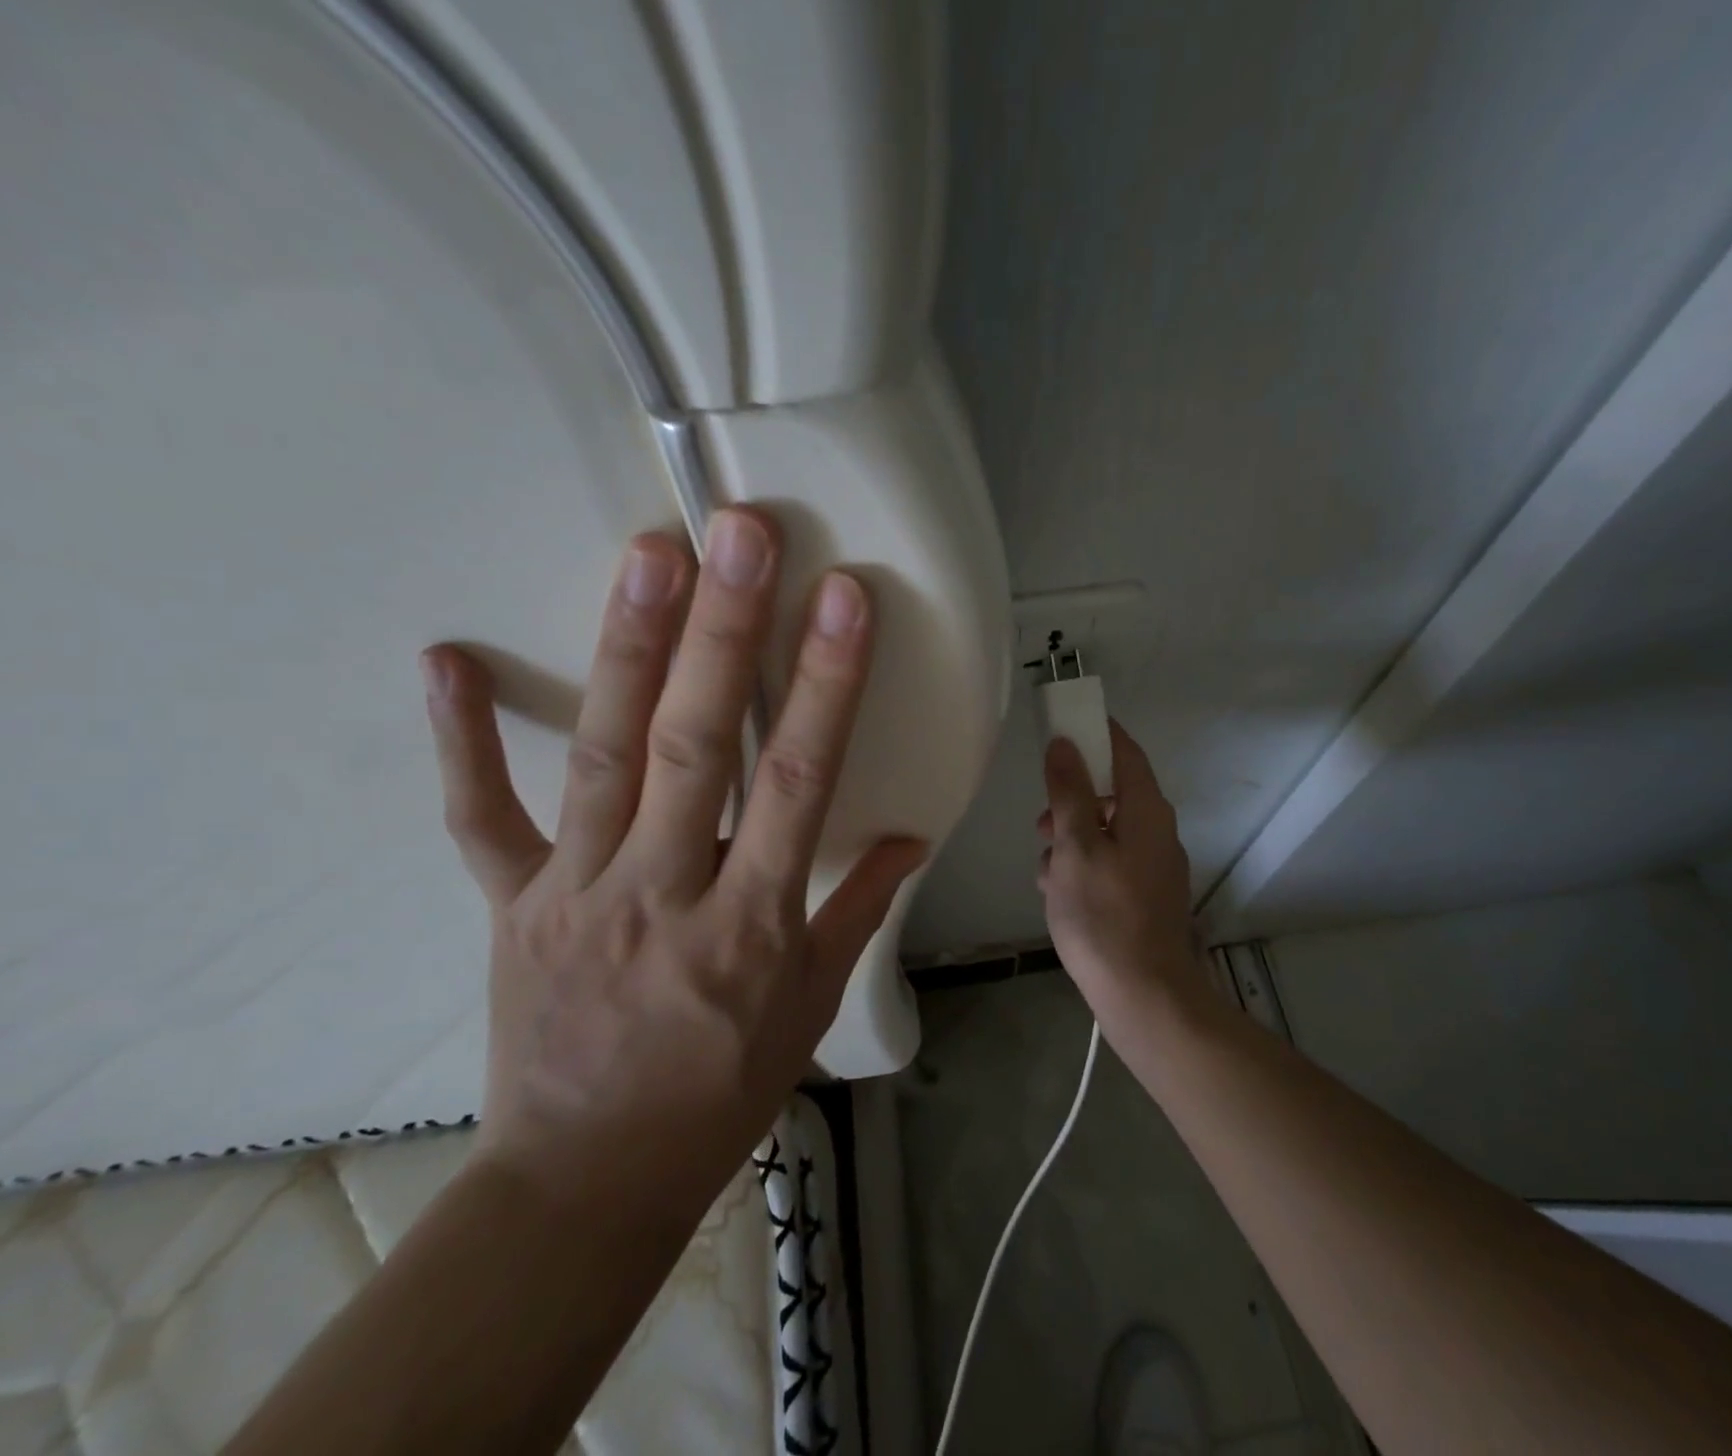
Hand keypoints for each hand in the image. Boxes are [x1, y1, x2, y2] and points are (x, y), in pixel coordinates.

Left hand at [418, 507, 924, 1215]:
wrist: (588, 1180)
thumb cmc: (720, 1091)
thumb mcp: (810, 1006)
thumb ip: (858, 910)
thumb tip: (910, 838)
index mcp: (748, 924)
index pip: (796, 782)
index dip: (824, 686)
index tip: (844, 601)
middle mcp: (660, 892)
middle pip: (693, 744)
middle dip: (723, 632)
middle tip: (738, 534)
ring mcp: (573, 891)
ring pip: (601, 754)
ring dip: (626, 646)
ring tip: (649, 553)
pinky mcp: (510, 905)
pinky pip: (482, 817)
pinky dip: (462, 741)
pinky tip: (446, 659)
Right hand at [1038, 722, 1209, 1042]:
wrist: (1144, 996)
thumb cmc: (1103, 914)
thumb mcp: (1074, 846)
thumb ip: (1069, 792)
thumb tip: (1065, 743)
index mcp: (1146, 810)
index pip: (1124, 750)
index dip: (1095, 732)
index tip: (1061, 725)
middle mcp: (1158, 830)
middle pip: (1112, 792)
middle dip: (1071, 799)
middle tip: (1041, 821)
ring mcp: (1154, 865)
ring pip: (1105, 831)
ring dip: (1071, 838)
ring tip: (1045, 869)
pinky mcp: (1144, 895)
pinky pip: (1109, 862)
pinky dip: (1082, 866)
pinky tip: (1058, 894)